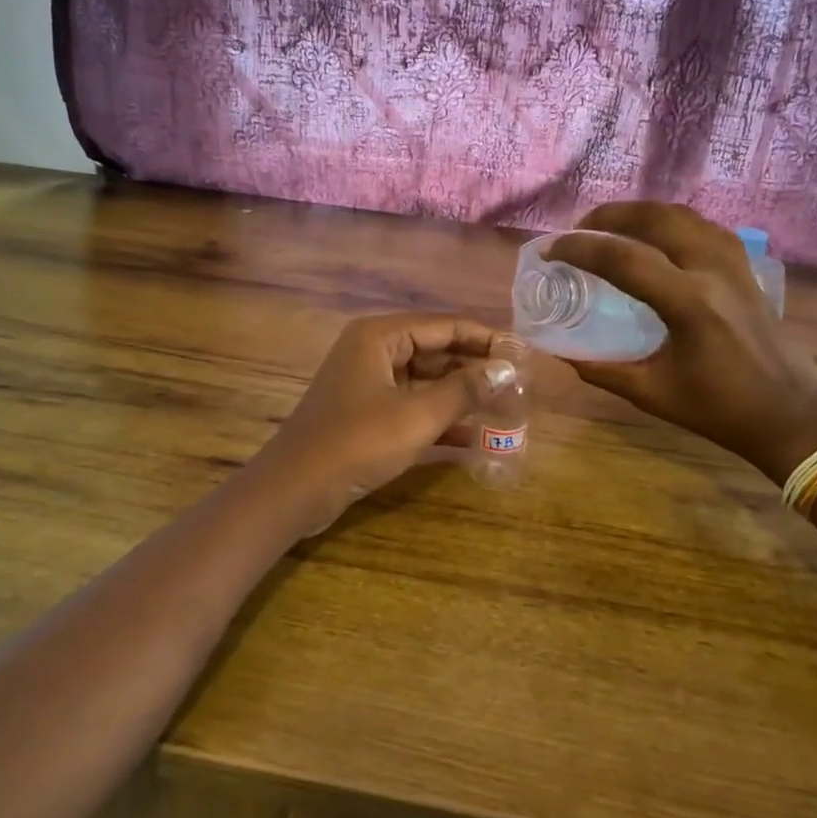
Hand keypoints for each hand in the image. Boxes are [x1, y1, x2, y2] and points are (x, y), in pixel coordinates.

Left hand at [253, 313, 517, 529]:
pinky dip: (440, 419)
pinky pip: (412, 407)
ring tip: (505, 408)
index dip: (485, 338)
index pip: (444, 326)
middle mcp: (373, 352)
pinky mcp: (367, 415)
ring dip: (461, 395)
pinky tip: (474, 438)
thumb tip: (506, 369)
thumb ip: (464, 390)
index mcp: (380, 337)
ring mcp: (368, 384)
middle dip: (475, 368)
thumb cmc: (357, 443)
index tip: (522, 352)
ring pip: (426, 381)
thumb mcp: (416, 416)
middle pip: (435, 351)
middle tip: (518, 383)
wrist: (294, 491)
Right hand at [547, 203, 816, 479]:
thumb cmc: (720, 410)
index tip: (551, 252)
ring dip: (642, 213)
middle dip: (610, 216)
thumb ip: (603, 371)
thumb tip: (563, 354)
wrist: (790, 415)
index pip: (623, 258)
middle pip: (655, 218)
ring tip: (613, 226)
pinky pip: (705, 228)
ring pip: (683, 215)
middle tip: (579, 230)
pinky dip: (673, 222)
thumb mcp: (653, 394)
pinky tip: (659, 237)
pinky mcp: (747, 269)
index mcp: (688, 303)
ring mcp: (734, 265)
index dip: (580, 249)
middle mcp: (712, 271)